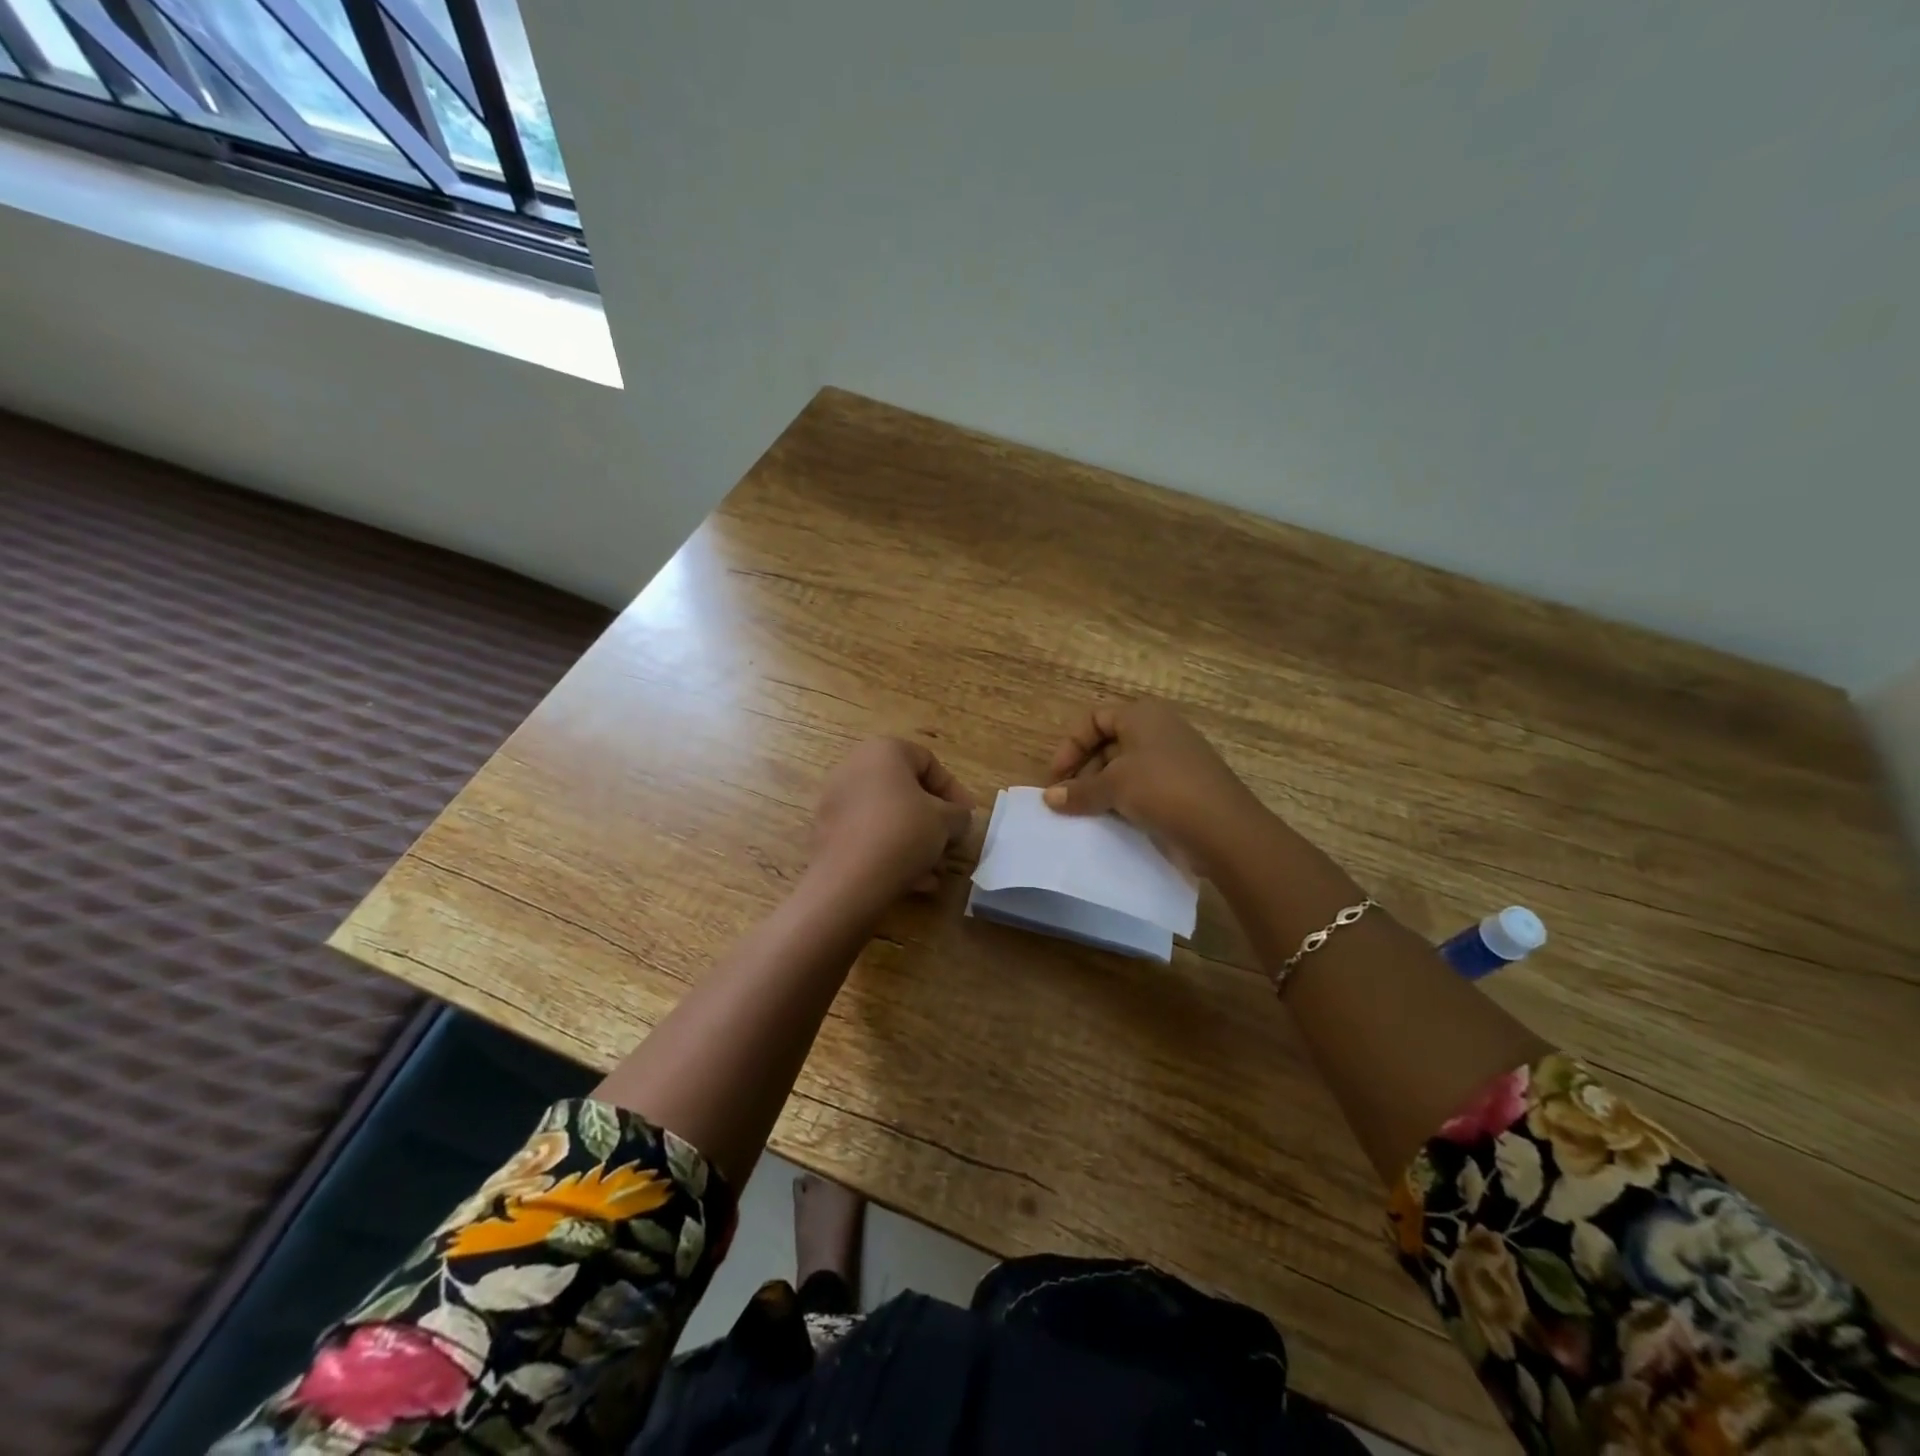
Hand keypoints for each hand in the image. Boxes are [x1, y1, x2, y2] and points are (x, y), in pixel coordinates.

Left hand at [812, 738, 974, 899]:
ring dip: (916, 842)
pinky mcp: (827, 834)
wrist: (848, 880)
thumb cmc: (903, 833)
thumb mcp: (946, 821)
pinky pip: (869, 836)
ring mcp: (835, 801)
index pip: (929, 762)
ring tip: (935, 870)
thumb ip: (959, 814)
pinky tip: (914, 882)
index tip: (967, 817)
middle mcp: (853, 768)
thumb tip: (956, 819)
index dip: (954, 791)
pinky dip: (892, 853)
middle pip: (906, 792)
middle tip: (951, 844)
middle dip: (934, 821)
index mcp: (883, 751)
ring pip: (888, 818)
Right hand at [1045, 699, 1264, 869]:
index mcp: (1143, 716)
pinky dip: (1123, 802)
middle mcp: (1159, 731)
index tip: (1055, 779)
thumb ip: (1079, 790)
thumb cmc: (1164, 791)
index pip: (1094, 720)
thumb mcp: (1114, 787)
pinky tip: (1112, 823)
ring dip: (1101, 789)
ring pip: (1125, 769)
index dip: (1070, 746)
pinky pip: (1143, 789)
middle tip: (1068, 801)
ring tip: (1086, 815)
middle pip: (1108, 744)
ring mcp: (1174, 760)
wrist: (1225, 831)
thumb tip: (1049, 798)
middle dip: (1083, 771)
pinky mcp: (1183, 788)